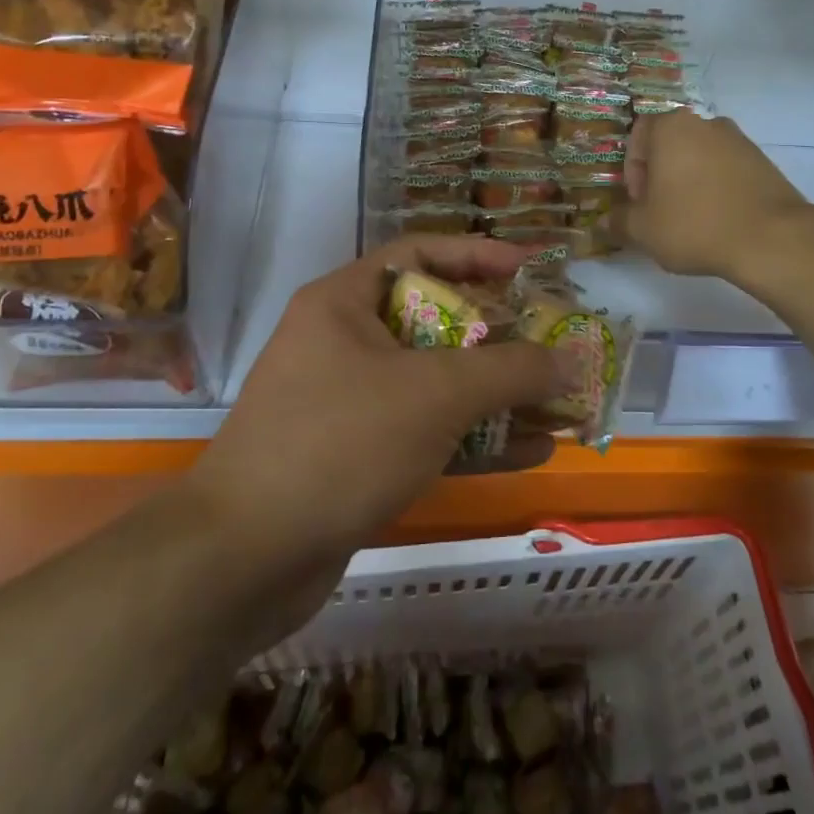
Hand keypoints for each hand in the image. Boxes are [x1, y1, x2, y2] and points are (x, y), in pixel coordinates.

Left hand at [193, 236, 571, 577]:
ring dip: (496, 394)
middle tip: (553, 343)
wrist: (243, 559)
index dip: (480, 255)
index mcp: (344, 302)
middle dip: (500, 336)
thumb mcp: (436, 394)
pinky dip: (475, 438)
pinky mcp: (356, 456)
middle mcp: (344, 342)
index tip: (533, 270)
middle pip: (436, 320)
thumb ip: (510, 371)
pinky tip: (533, 451)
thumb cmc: (341, 443)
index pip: (421, 253)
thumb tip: (569, 360)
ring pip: (436, 383)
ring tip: (560, 402)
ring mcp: (348, 402)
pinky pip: (426, 432)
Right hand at [621, 109, 812, 280]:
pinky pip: (727, 169)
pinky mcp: (763, 160)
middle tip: (661, 211)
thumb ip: (618, 222)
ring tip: (692, 219)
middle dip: (661, 175)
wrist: (771, 238)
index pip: (638, 136)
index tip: (640, 202)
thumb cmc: (694, 225)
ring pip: (699, 156)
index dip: (632, 171)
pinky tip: (720, 219)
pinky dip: (717, 187)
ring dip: (689, 181)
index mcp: (670, 127)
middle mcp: (705, 123)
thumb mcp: (643, 230)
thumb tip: (605, 222)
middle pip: (670, 145)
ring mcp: (738, 139)